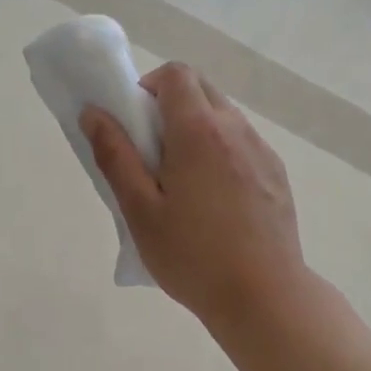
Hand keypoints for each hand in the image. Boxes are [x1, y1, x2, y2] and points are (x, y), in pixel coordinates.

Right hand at [81, 63, 305, 327]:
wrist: (263, 296)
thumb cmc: (192, 256)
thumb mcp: (140, 210)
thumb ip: (115, 156)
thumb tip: (93, 113)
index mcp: (199, 131)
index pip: (176, 75)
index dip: (148, 88)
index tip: (135, 125)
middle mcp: (236, 129)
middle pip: (202, 89)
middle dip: (171, 106)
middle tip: (151, 155)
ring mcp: (262, 151)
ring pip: (224, 116)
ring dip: (197, 130)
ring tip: (182, 184)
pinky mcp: (276, 174)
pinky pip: (242, 144)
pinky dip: (221, 152)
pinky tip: (214, 202)